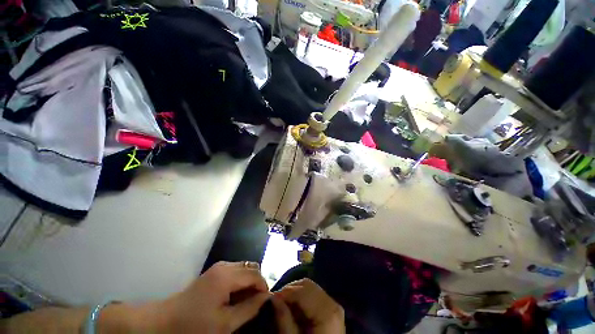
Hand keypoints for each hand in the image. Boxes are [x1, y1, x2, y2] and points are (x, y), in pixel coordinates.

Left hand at [157, 261, 269, 332]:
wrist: (165, 322)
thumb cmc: (194, 326)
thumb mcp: (225, 323)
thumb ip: (249, 308)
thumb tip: (266, 297)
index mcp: (227, 275)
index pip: (255, 274)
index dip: (264, 286)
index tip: (265, 302)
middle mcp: (225, 265)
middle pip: (251, 267)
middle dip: (257, 283)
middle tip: (256, 302)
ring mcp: (219, 267)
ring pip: (244, 268)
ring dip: (249, 282)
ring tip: (246, 301)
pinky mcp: (214, 271)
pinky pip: (236, 271)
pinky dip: (241, 281)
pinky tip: (235, 296)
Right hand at [271, 279, 344, 333]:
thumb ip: (284, 319)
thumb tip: (273, 297)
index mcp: (326, 312)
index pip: (302, 291)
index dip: (285, 292)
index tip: (271, 297)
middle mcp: (332, 304)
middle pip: (307, 285)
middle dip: (290, 290)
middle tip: (276, 300)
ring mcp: (334, 305)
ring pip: (311, 287)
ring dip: (296, 292)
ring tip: (284, 303)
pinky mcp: (333, 309)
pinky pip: (316, 294)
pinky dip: (303, 297)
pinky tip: (295, 307)